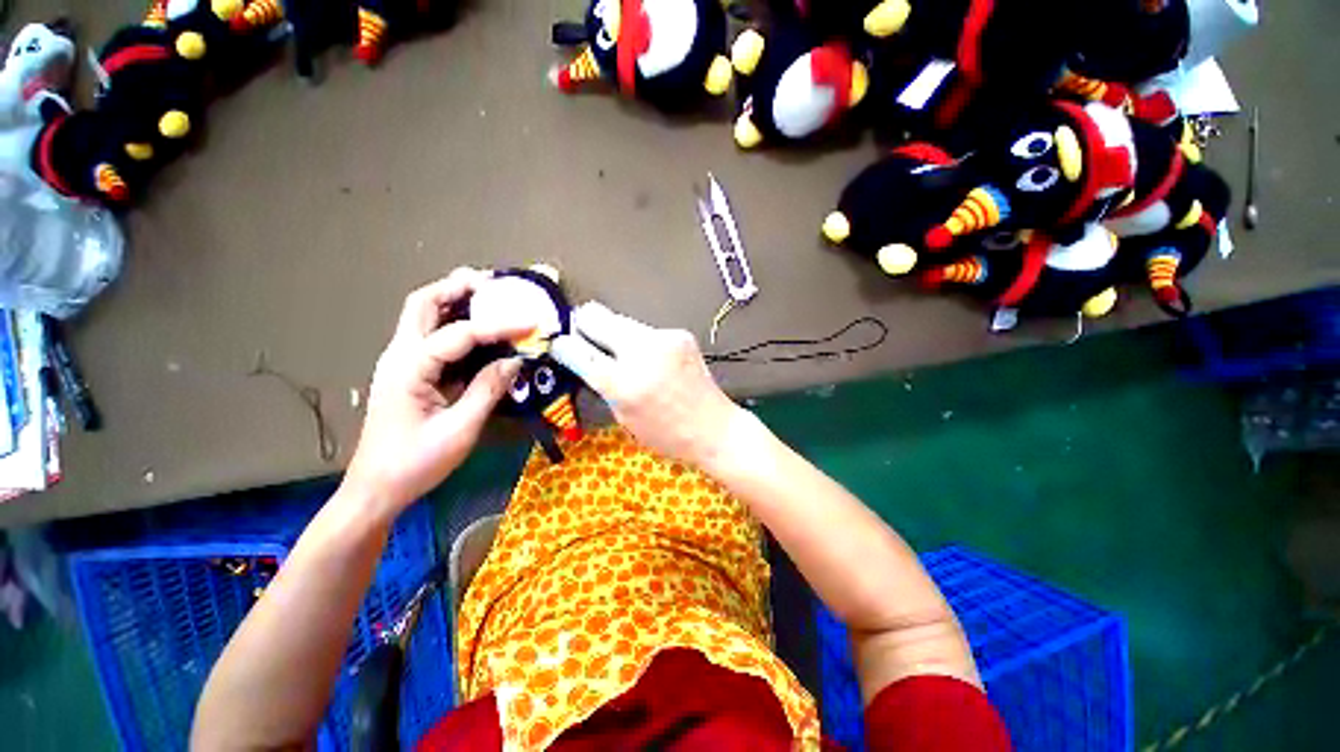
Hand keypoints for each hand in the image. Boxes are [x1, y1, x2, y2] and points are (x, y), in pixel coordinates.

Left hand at [344, 269, 527, 516]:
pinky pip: (431, 337)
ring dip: (453, 300)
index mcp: (410, 369)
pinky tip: (477, 331)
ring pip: (422, 316)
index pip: (459, 334)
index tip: (530, 324)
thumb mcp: (460, 429)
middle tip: (493, 284)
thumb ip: (488, 389)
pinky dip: (453, 324)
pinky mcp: (408, 374)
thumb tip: (516, 361)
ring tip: (488, 296)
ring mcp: (400, 363)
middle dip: (457, 287)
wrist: (376, 489)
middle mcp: (399, 356)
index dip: (498, 326)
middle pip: (422, 303)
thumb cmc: (416, 463)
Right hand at [551, 302, 741, 466]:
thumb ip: (601, 383)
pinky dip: (640, 342)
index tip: (559, 345)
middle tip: (585, 341)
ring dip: (614, 336)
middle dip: (583, 326)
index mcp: (623, 382)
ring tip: (625, 357)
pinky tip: (653, 361)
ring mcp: (664, 337)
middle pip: (595, 314)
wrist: (715, 428)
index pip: (576, 349)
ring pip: (620, 320)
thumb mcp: (623, 417)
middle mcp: (642, 351)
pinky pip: (645, 330)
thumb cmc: (666, 434)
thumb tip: (581, 356)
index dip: (562, 345)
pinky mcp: (680, 333)